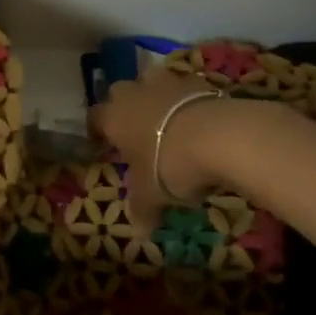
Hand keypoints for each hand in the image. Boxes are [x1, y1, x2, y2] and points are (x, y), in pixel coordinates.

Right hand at [90, 69, 232, 231]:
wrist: (220, 136)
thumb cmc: (170, 165)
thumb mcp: (151, 196)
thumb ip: (142, 211)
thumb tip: (140, 233)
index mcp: (114, 117)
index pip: (95, 116)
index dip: (97, 129)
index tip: (102, 142)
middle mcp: (135, 93)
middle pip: (120, 91)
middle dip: (126, 106)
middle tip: (135, 129)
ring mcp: (167, 82)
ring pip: (152, 80)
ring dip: (156, 95)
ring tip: (167, 118)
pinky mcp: (199, 81)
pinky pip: (185, 87)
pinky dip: (187, 99)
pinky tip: (197, 119)